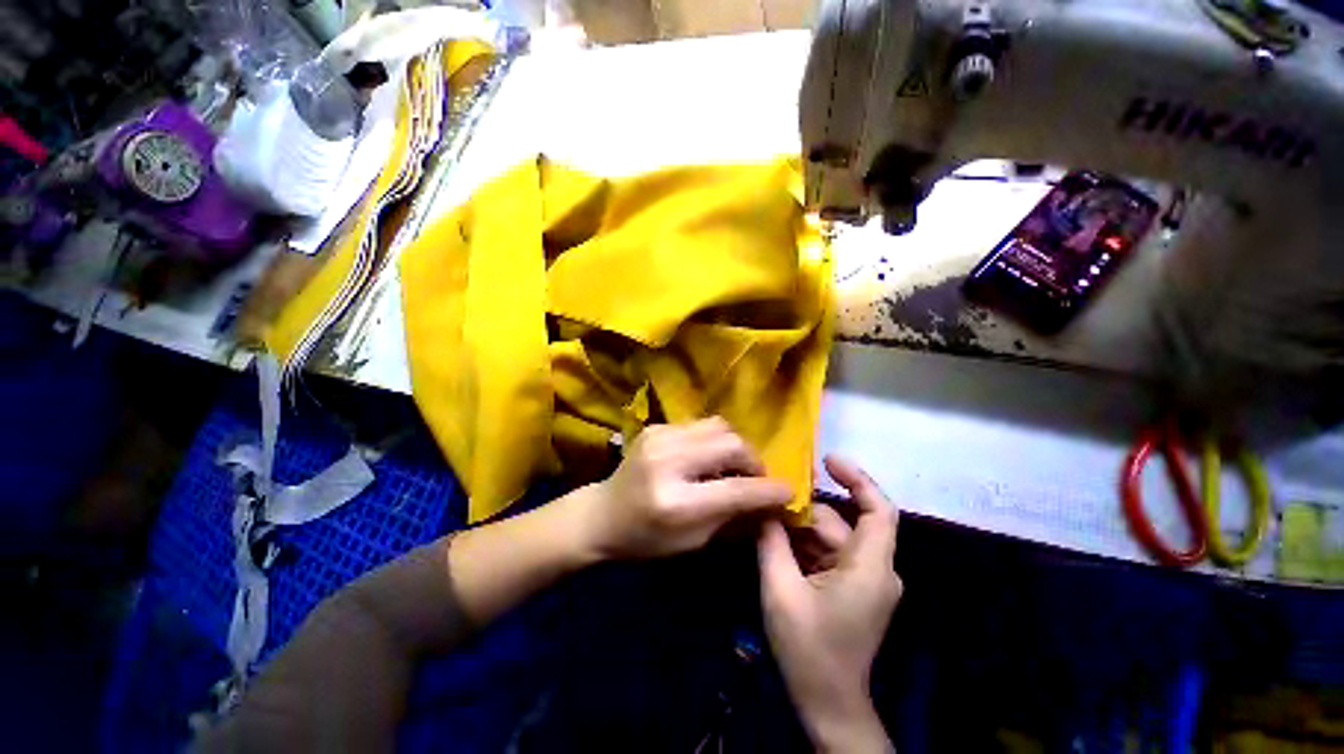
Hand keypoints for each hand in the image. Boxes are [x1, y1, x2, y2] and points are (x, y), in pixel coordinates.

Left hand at [579, 417, 793, 559]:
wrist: (602, 514)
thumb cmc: (646, 539)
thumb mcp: (693, 541)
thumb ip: (734, 517)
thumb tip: (772, 502)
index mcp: (674, 502)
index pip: (735, 489)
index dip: (768, 490)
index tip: (789, 492)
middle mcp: (667, 461)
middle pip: (731, 444)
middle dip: (753, 460)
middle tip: (754, 478)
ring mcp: (659, 437)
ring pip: (719, 426)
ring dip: (735, 446)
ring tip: (732, 465)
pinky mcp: (656, 426)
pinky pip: (700, 425)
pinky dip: (714, 440)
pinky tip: (708, 457)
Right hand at [757, 455, 900, 752]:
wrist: (828, 705)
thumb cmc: (809, 650)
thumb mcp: (781, 589)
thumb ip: (770, 541)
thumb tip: (763, 505)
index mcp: (869, 568)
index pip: (878, 510)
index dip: (858, 479)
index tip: (827, 460)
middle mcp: (875, 568)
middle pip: (840, 523)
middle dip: (804, 510)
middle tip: (767, 496)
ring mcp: (865, 579)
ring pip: (830, 538)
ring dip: (798, 529)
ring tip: (764, 520)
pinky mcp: (853, 588)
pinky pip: (828, 554)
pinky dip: (803, 546)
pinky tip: (775, 543)